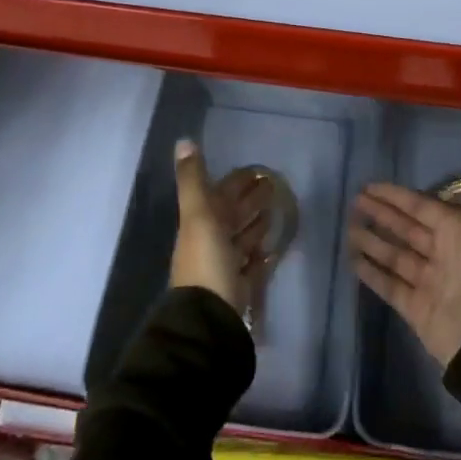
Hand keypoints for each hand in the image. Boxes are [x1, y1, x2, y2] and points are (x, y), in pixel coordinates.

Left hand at [170, 139, 271, 316]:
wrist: (209, 318)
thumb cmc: (206, 261)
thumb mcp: (198, 215)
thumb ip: (193, 180)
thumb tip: (183, 141)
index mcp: (200, 223)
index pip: (221, 195)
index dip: (237, 182)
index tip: (258, 169)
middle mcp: (211, 242)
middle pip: (234, 215)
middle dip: (251, 199)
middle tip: (275, 185)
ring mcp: (226, 265)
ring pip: (243, 238)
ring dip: (257, 223)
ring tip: (277, 209)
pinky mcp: (241, 286)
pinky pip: (253, 265)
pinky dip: (262, 253)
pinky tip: (274, 246)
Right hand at [349, 137, 460, 368]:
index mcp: (458, 230)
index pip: (421, 206)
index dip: (396, 196)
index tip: (370, 186)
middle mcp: (443, 253)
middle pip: (406, 229)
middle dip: (382, 215)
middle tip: (354, 202)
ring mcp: (428, 282)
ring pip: (395, 256)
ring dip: (374, 242)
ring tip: (349, 229)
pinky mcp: (415, 308)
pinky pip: (390, 286)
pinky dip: (373, 273)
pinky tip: (353, 261)